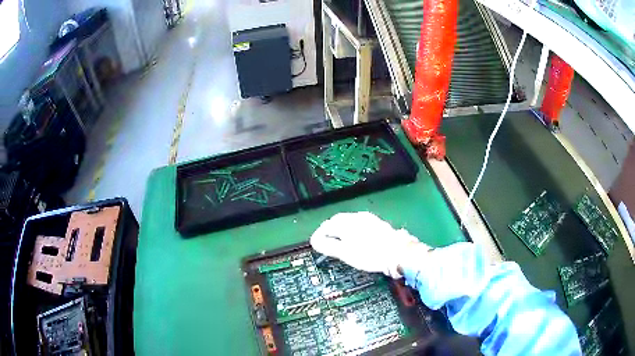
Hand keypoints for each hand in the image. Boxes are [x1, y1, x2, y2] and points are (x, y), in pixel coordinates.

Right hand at [310, 212, 429, 277]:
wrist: (398, 252)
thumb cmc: (370, 254)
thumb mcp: (345, 253)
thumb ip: (328, 246)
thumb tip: (315, 241)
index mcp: (347, 222)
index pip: (327, 225)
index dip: (319, 234)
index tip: (316, 243)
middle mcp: (357, 217)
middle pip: (338, 221)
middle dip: (330, 230)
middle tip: (325, 241)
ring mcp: (369, 219)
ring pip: (350, 222)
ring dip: (341, 230)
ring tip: (339, 241)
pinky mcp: (378, 224)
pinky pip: (359, 224)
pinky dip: (352, 231)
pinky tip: (356, 239)